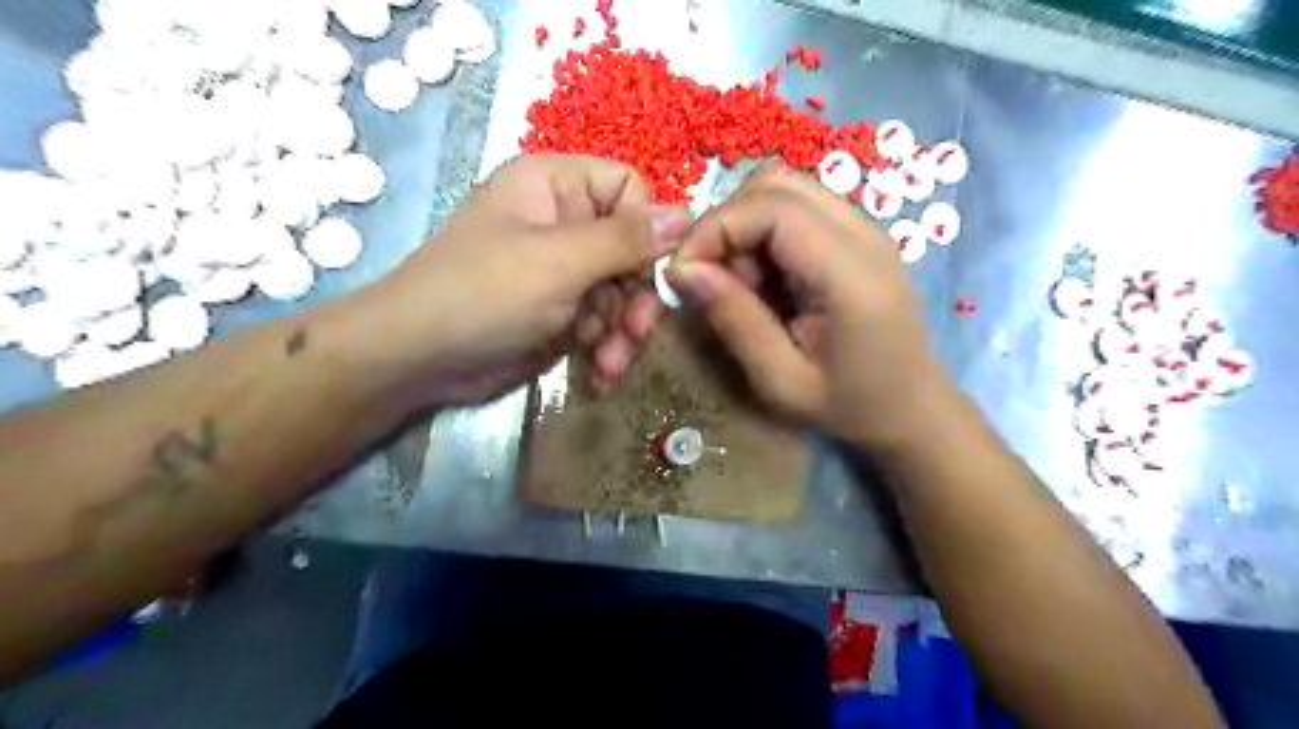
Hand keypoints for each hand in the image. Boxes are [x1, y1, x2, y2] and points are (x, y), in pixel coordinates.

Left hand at [360, 150, 694, 408]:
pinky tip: (600, 373)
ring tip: (611, 363)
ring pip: (623, 292)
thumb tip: (689, 214)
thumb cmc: (483, 294)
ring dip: (624, 331)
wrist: (419, 360)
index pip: (630, 191)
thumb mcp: (559, 262)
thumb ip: (626, 239)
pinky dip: (607, 348)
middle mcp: (564, 222)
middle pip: (633, 250)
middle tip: (636, 334)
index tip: (652, 275)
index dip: (648, 232)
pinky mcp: (562, 311)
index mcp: (556, 186)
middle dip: (637, 298)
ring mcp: (563, 270)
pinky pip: (605, 322)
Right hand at [670, 165, 950, 447]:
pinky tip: (767, 280)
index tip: (682, 272)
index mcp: (852, 275)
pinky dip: (764, 234)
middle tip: (712, 277)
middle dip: (727, 222)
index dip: (716, 228)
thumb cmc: (847, 405)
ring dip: (745, 226)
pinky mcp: (858, 233)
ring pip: (785, 188)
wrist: (911, 408)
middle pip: (777, 182)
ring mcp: (865, 228)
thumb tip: (681, 269)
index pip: (773, 208)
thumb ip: (734, 319)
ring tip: (742, 283)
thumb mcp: (779, 380)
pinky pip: (798, 208)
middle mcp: (865, 234)